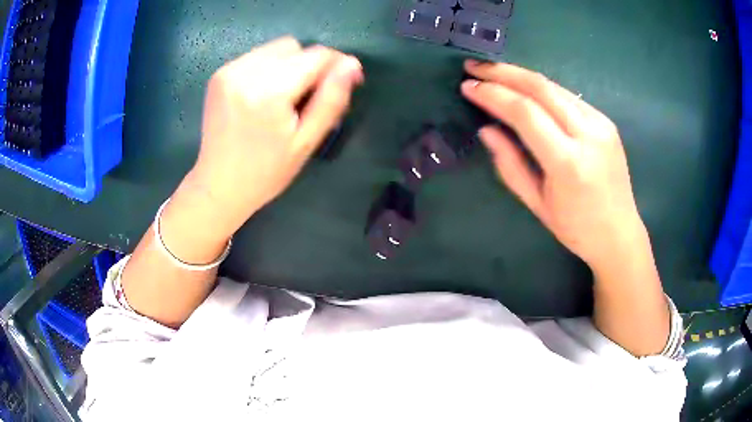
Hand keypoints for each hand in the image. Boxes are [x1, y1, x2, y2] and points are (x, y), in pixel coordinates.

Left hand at [184, 36, 363, 235]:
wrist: (218, 185)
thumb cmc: (266, 172)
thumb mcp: (306, 142)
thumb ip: (331, 99)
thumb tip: (351, 65)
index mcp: (270, 91)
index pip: (316, 56)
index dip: (336, 65)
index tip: (344, 82)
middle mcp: (246, 72)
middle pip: (295, 46)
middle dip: (309, 65)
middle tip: (306, 97)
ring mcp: (229, 71)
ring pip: (275, 48)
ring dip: (289, 64)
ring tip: (283, 97)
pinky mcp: (219, 74)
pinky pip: (256, 56)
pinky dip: (268, 68)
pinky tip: (263, 95)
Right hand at [461, 60, 647, 270]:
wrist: (620, 233)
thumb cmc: (576, 228)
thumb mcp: (537, 203)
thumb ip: (510, 164)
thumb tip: (486, 129)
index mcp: (568, 162)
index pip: (525, 113)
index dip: (493, 95)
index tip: (467, 86)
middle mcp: (588, 134)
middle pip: (540, 88)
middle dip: (503, 72)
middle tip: (474, 66)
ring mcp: (601, 124)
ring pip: (554, 86)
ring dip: (520, 75)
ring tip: (493, 72)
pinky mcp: (606, 121)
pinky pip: (567, 96)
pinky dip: (541, 88)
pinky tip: (525, 89)